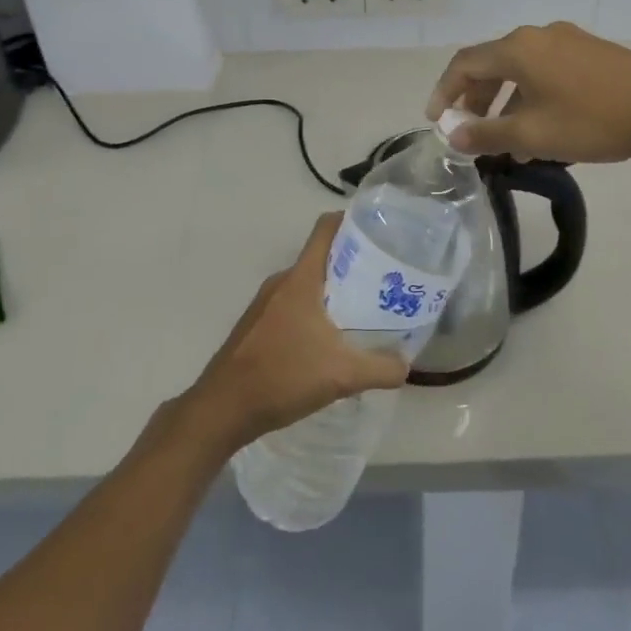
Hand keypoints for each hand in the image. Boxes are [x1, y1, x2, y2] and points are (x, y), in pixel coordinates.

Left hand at [181, 214, 408, 453]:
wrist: (222, 409)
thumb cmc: (283, 376)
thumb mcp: (342, 375)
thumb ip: (381, 368)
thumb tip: (407, 365)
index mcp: (301, 279)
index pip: (326, 228)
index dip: (352, 221)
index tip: (379, 232)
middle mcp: (282, 282)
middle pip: (321, 257)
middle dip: (352, 265)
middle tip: (384, 281)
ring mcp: (265, 303)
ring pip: (307, 284)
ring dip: (333, 293)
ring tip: (363, 313)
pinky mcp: (257, 325)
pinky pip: (293, 305)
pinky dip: (314, 313)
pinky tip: (329, 342)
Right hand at [428, 22, 630, 163]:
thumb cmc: (593, 121)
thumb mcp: (533, 135)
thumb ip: (487, 134)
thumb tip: (454, 135)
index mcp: (518, 48)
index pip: (464, 64)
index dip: (444, 91)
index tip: (436, 121)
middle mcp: (539, 35)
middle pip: (493, 64)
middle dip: (476, 100)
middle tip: (470, 132)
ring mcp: (569, 41)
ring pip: (522, 70)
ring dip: (506, 103)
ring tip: (507, 143)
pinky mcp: (592, 54)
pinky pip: (547, 72)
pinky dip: (532, 97)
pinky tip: (543, 131)